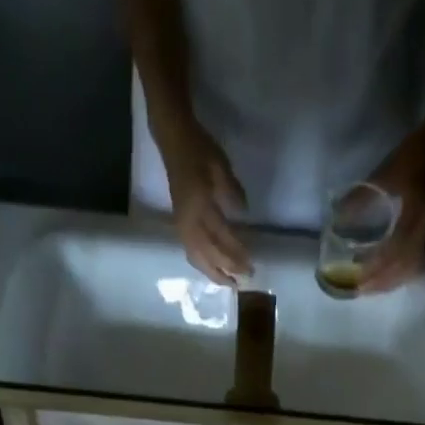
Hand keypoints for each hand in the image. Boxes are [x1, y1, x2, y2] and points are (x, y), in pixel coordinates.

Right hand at [155, 116, 252, 285]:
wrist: (174, 140)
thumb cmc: (200, 150)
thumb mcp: (221, 166)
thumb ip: (232, 191)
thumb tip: (242, 214)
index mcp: (200, 206)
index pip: (221, 237)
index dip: (236, 253)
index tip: (250, 264)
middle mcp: (189, 221)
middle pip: (209, 254)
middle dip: (227, 269)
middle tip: (243, 280)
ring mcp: (182, 225)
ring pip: (197, 258)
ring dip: (213, 273)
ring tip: (228, 283)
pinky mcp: (179, 225)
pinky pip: (190, 252)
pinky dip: (202, 265)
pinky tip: (211, 270)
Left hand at [361, 123, 424, 292]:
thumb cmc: (416, 153)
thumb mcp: (388, 171)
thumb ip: (363, 196)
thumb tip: (338, 218)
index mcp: (416, 215)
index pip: (395, 252)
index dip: (376, 268)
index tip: (358, 276)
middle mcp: (424, 229)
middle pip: (403, 267)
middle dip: (380, 282)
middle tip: (359, 290)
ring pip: (410, 268)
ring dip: (389, 282)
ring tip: (369, 288)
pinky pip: (415, 262)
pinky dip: (398, 274)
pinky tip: (386, 278)